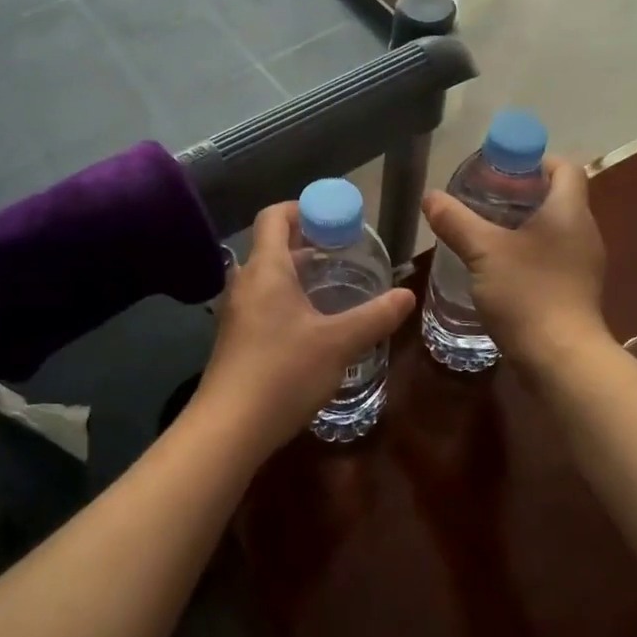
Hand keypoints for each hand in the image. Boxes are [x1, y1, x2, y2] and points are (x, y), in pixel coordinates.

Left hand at [193, 201, 414, 457]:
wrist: (229, 428)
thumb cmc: (283, 372)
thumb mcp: (338, 343)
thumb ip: (375, 316)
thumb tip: (407, 294)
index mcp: (266, 270)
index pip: (274, 216)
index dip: (301, 208)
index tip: (332, 219)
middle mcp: (245, 282)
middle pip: (271, 245)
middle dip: (305, 242)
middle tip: (342, 252)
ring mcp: (235, 312)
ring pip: (266, 276)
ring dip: (296, 273)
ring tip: (331, 286)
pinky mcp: (234, 338)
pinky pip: (261, 302)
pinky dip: (285, 299)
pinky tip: (310, 325)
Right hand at [422, 156, 607, 366]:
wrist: (561, 359)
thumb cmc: (527, 293)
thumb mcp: (483, 251)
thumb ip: (456, 220)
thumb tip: (431, 197)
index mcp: (570, 212)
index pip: (565, 168)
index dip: (536, 161)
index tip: (503, 170)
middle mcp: (584, 232)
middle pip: (559, 197)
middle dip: (523, 193)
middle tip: (485, 199)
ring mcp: (583, 263)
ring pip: (555, 228)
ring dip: (525, 224)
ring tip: (486, 231)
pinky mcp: (576, 290)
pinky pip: (553, 256)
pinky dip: (530, 252)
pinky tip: (500, 267)